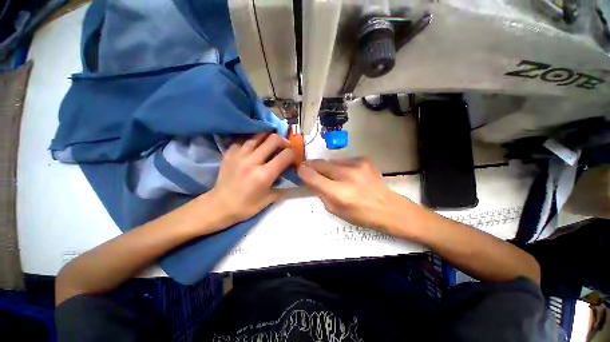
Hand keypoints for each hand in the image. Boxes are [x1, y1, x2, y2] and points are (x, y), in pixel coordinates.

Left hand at [211, 133, 293, 224]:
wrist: (220, 205)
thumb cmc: (246, 206)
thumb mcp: (269, 199)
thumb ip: (284, 187)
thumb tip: (295, 178)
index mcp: (264, 175)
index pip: (286, 155)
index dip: (293, 154)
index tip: (293, 158)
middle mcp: (253, 161)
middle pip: (273, 139)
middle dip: (283, 141)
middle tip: (284, 147)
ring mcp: (239, 154)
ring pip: (259, 135)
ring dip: (268, 138)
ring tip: (270, 144)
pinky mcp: (230, 152)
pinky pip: (244, 139)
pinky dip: (253, 140)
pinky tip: (255, 146)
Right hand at [298, 158, 414, 234]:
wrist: (387, 207)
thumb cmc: (359, 214)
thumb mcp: (334, 209)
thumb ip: (319, 192)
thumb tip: (309, 178)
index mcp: (338, 193)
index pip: (312, 176)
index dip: (302, 171)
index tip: (300, 170)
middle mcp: (347, 175)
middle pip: (320, 164)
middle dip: (312, 166)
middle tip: (309, 169)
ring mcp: (357, 165)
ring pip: (331, 161)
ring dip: (327, 167)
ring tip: (333, 175)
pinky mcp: (364, 160)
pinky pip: (343, 160)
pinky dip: (340, 166)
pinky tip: (347, 174)